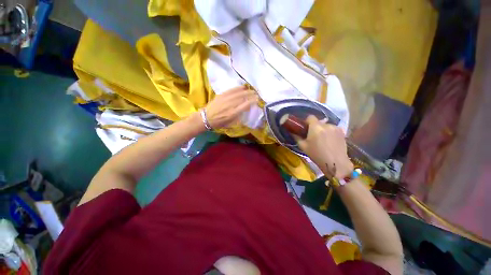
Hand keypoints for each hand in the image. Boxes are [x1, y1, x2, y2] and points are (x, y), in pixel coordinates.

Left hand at [205, 86, 257, 128]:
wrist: (206, 118)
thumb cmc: (220, 122)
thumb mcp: (231, 123)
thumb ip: (239, 116)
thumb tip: (246, 109)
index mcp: (233, 113)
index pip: (245, 105)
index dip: (252, 101)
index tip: (257, 100)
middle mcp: (230, 105)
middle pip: (242, 98)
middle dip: (251, 95)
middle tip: (256, 94)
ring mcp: (225, 99)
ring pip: (238, 93)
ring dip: (246, 91)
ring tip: (251, 90)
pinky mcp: (221, 95)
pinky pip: (231, 90)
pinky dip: (237, 88)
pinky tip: (242, 87)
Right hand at [296, 116, 352, 178]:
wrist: (335, 163)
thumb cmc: (317, 155)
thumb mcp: (303, 146)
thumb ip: (297, 137)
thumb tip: (292, 132)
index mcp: (315, 127)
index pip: (310, 117)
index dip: (306, 121)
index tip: (305, 128)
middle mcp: (326, 125)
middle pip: (318, 122)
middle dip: (315, 127)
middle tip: (313, 136)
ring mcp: (335, 128)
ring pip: (326, 125)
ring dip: (323, 130)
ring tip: (323, 140)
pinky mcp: (342, 132)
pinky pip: (333, 129)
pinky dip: (330, 132)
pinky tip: (330, 141)